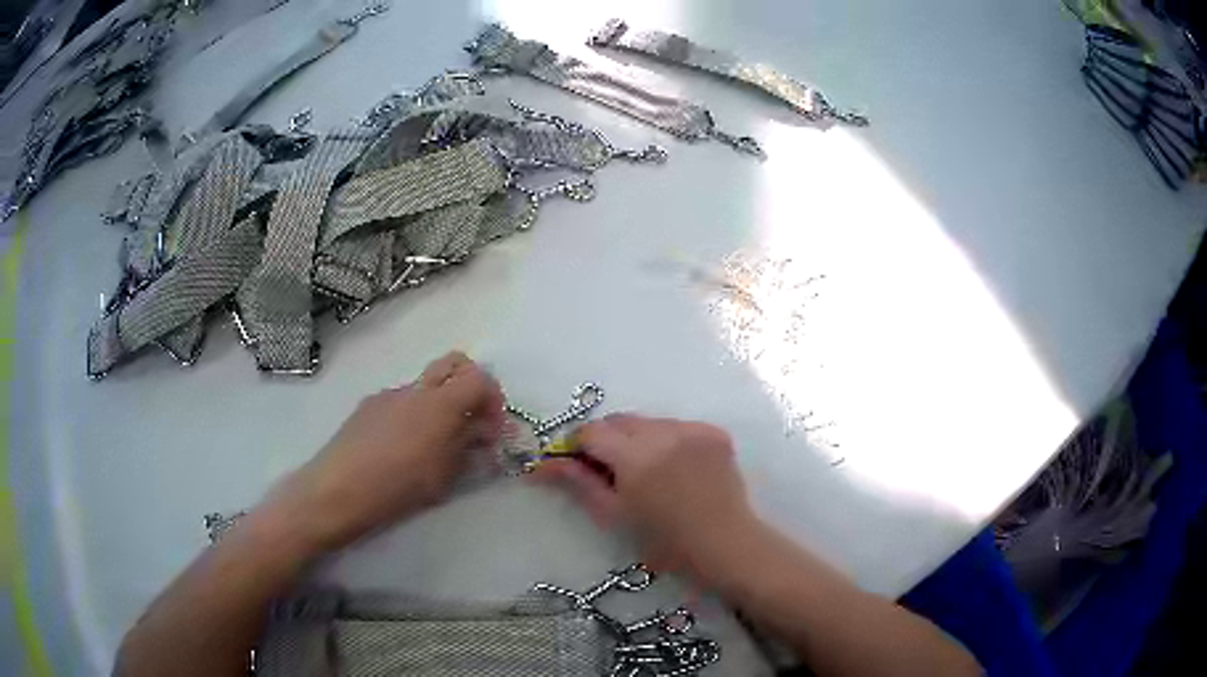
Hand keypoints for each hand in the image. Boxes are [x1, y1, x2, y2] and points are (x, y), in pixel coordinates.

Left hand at [265, 352, 504, 551]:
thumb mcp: (442, 477)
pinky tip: (401, 448)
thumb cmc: (395, 489)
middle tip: (472, 419)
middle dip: (471, 384)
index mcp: (439, 405)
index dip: (493, 398)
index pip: (480, 378)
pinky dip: (414, 413)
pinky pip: (401, 400)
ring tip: (433, 444)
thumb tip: (479, 433)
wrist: (336, 491)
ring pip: (425, 384)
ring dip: (440, 403)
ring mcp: (388, 394)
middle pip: (454, 362)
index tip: (492, 427)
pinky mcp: (368, 405)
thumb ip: (466, 448)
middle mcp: (415, 390)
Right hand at [535, 414, 758, 587]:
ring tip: (647, 471)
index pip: (591, 432)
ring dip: (638, 439)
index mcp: (636, 457)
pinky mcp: (714, 432)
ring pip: (649, 422)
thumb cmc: (666, 542)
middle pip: (619, 421)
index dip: (578, 446)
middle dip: (607, 440)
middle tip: (610, 470)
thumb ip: (579, 483)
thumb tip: (542, 465)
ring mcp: (693, 429)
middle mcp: (665, 433)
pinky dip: (668, 440)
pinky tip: (675, 467)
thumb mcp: (615, 515)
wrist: (726, 544)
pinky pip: (678, 426)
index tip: (578, 465)